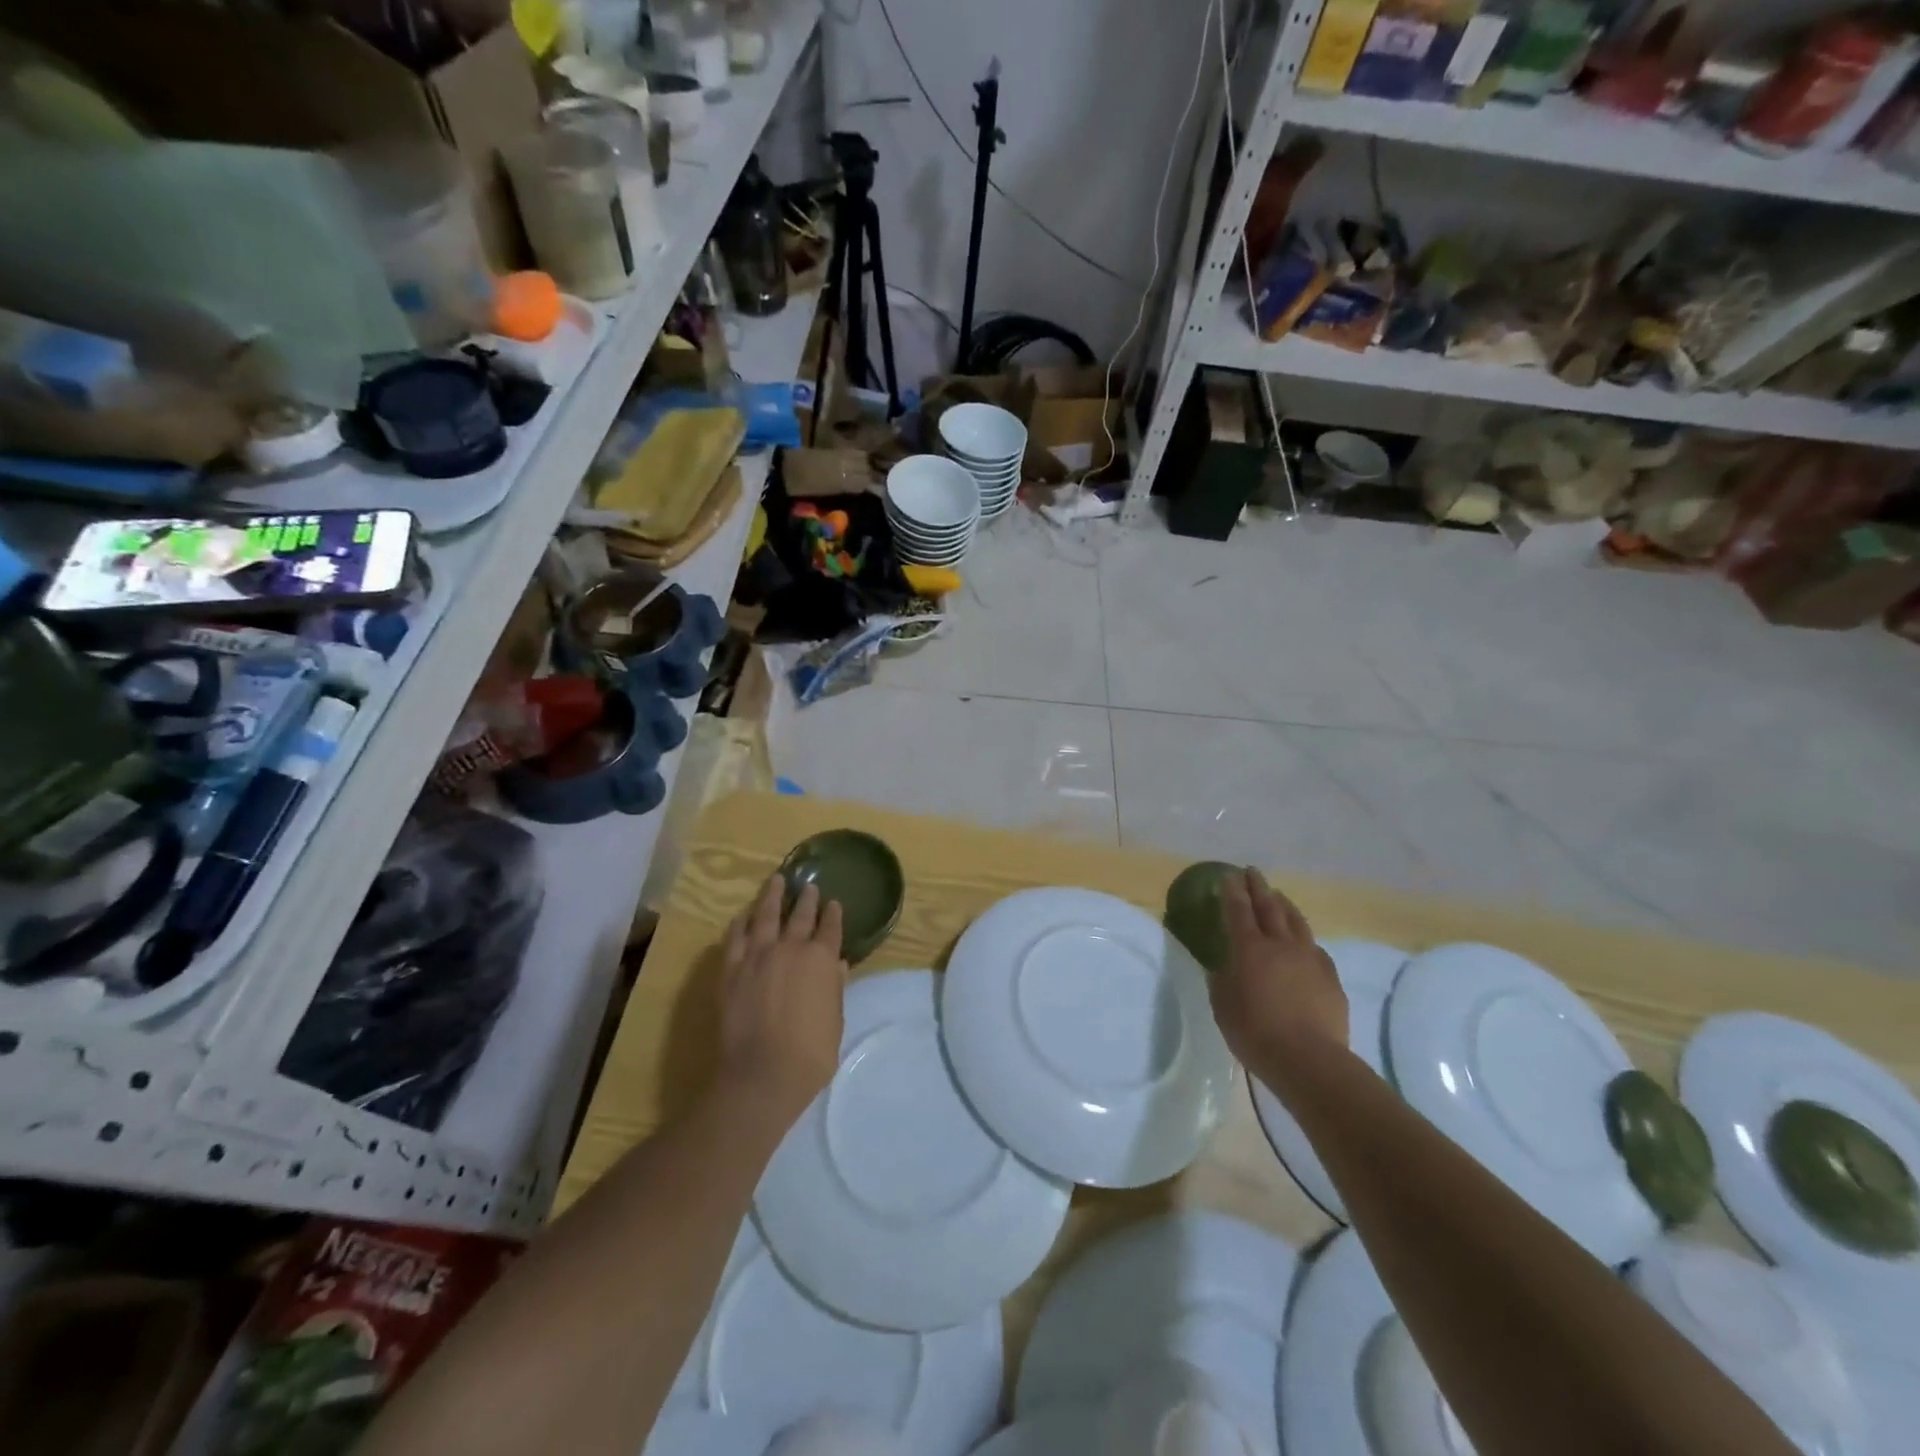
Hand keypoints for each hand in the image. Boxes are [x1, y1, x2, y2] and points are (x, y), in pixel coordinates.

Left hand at [719, 876, 846, 1125]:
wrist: (762, 1075)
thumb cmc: (810, 1054)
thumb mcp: (834, 1021)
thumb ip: (834, 989)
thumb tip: (837, 966)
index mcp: (821, 960)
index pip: (830, 928)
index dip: (833, 915)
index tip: (834, 903)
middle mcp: (790, 949)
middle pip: (800, 916)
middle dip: (806, 899)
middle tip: (808, 885)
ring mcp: (757, 957)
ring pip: (765, 917)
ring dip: (772, 897)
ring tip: (776, 881)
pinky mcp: (731, 970)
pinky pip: (735, 938)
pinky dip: (740, 923)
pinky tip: (743, 915)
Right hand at [1208, 869, 1348, 1089]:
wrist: (1308, 1059)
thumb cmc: (1254, 1031)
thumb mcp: (1223, 1005)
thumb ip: (1222, 980)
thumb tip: (1224, 967)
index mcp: (1248, 948)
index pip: (1238, 910)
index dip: (1232, 892)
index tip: (1228, 876)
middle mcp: (1280, 944)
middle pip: (1269, 907)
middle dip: (1258, 887)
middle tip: (1252, 872)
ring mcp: (1309, 958)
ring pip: (1296, 921)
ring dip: (1285, 905)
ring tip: (1278, 896)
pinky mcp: (1330, 977)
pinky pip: (1315, 947)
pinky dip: (1304, 938)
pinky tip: (1303, 941)